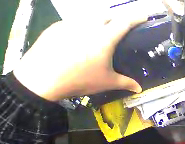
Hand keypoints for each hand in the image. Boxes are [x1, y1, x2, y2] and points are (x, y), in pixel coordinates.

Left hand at [13, 14, 146, 101]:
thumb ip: (126, 83)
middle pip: (107, 14)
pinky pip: (75, 21)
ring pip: (90, 15)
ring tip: (100, 35)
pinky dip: (83, 26)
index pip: (124, 22)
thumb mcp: (108, 82)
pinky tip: (80, 40)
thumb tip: (139, 89)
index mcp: (104, 38)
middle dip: (117, 18)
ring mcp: (70, 23)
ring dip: (99, 21)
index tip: (144, 15)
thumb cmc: (79, 79)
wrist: (40, 78)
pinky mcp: (56, 26)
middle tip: (120, 29)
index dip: (136, 17)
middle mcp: (88, 25)